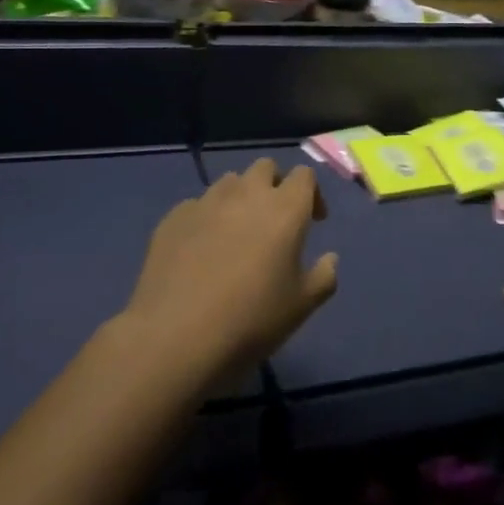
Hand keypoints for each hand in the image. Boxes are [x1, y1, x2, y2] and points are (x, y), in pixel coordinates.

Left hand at [119, 159, 337, 381]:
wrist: (175, 337)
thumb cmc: (250, 321)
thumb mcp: (301, 307)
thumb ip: (324, 277)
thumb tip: (330, 258)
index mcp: (285, 209)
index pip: (304, 175)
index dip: (312, 193)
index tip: (313, 221)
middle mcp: (247, 194)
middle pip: (265, 167)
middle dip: (274, 185)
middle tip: (274, 221)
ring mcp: (206, 202)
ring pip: (230, 182)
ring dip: (240, 198)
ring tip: (236, 233)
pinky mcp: (173, 217)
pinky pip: (197, 205)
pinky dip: (206, 218)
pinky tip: (201, 250)